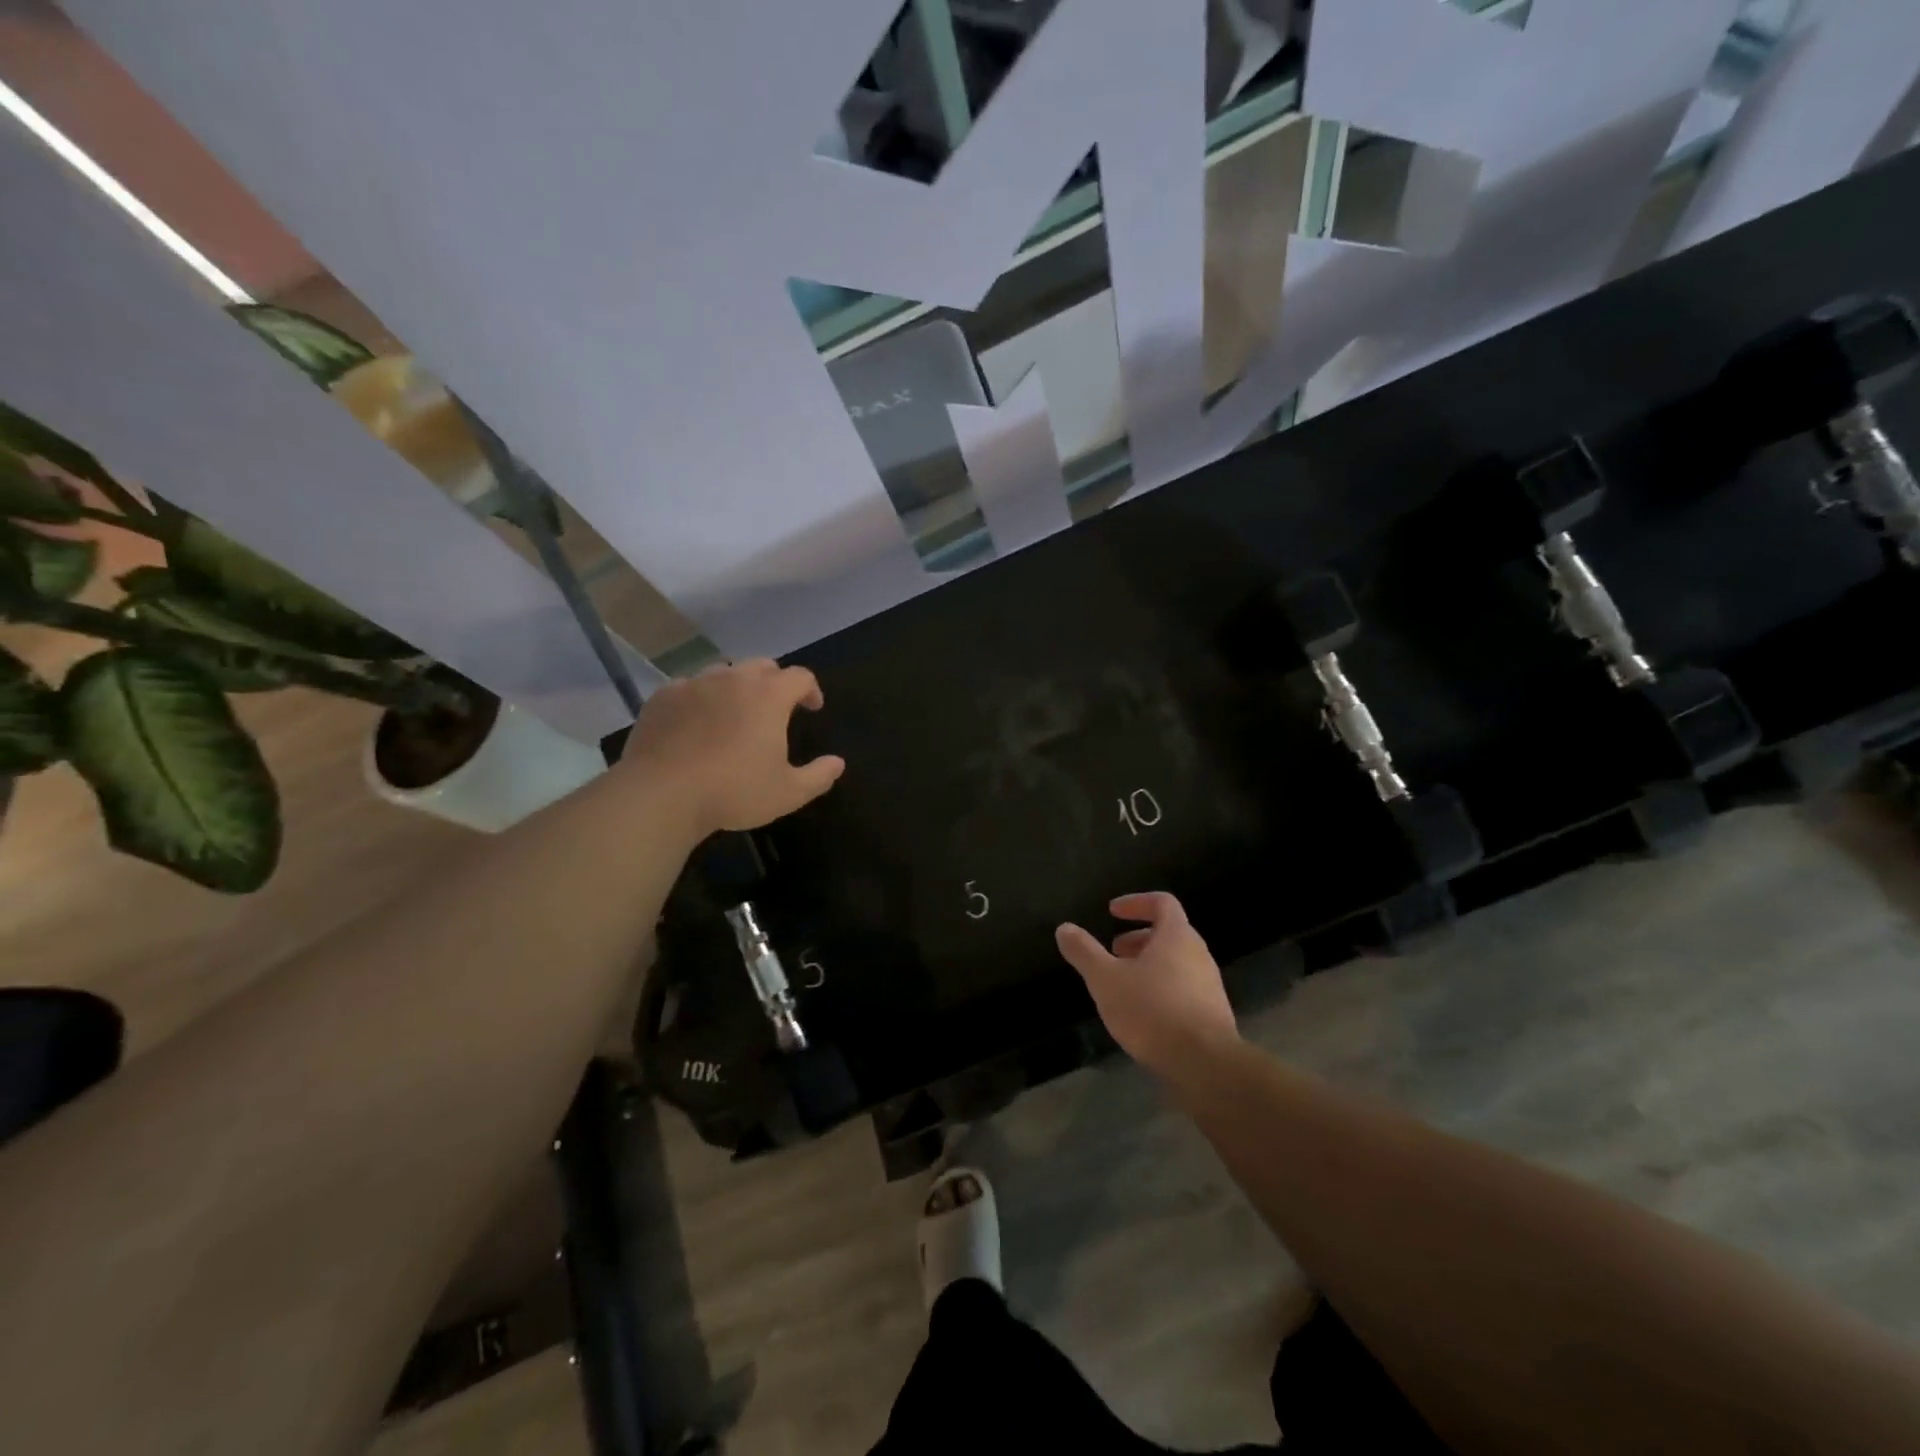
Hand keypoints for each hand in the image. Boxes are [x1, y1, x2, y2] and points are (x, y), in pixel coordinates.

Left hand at [621, 659, 844, 834]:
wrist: (661, 794)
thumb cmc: (734, 791)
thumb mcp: (788, 792)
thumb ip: (819, 775)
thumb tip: (838, 763)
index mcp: (769, 695)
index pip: (800, 676)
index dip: (811, 689)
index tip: (812, 708)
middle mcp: (733, 678)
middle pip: (762, 666)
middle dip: (775, 682)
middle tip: (775, 708)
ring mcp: (694, 683)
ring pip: (723, 673)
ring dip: (736, 687)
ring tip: (734, 714)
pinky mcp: (663, 696)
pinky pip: (689, 687)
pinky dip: (701, 699)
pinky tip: (696, 724)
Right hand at [1055, 893, 1239, 1076]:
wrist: (1204, 1064)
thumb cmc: (1152, 1010)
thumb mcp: (1106, 979)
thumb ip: (1084, 952)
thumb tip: (1064, 928)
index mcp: (1177, 936)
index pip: (1162, 902)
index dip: (1136, 902)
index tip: (1112, 912)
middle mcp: (1199, 954)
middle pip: (1170, 933)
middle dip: (1138, 938)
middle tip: (1114, 951)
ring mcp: (1210, 985)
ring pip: (1177, 962)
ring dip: (1149, 965)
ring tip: (1122, 985)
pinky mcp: (1213, 1014)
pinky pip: (1184, 988)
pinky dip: (1161, 988)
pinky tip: (1143, 1014)